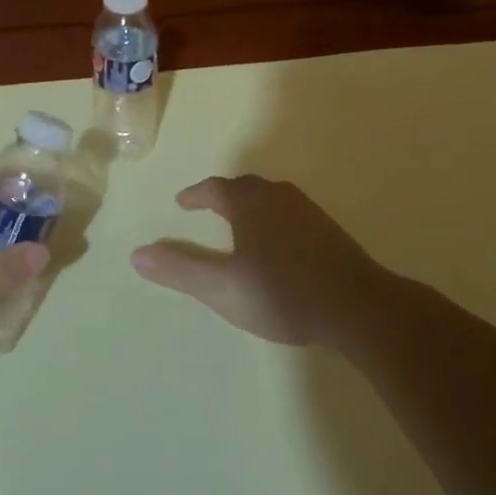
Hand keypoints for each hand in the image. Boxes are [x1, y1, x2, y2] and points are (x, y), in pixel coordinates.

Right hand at [131, 175, 398, 345]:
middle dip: (224, 194)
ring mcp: (309, 213)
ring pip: (272, 198)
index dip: (196, 195)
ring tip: (242, 222)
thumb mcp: (222, 287)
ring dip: (252, 204)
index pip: (215, 189)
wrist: (359, 308)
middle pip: (246, 187)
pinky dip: (275, 219)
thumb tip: (136, 254)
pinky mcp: (331, 233)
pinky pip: (292, 214)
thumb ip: (180, 269)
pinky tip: (280, 244)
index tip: (183, 202)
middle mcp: (279, 198)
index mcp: (250, 204)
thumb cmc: (282, 293)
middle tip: (211, 206)